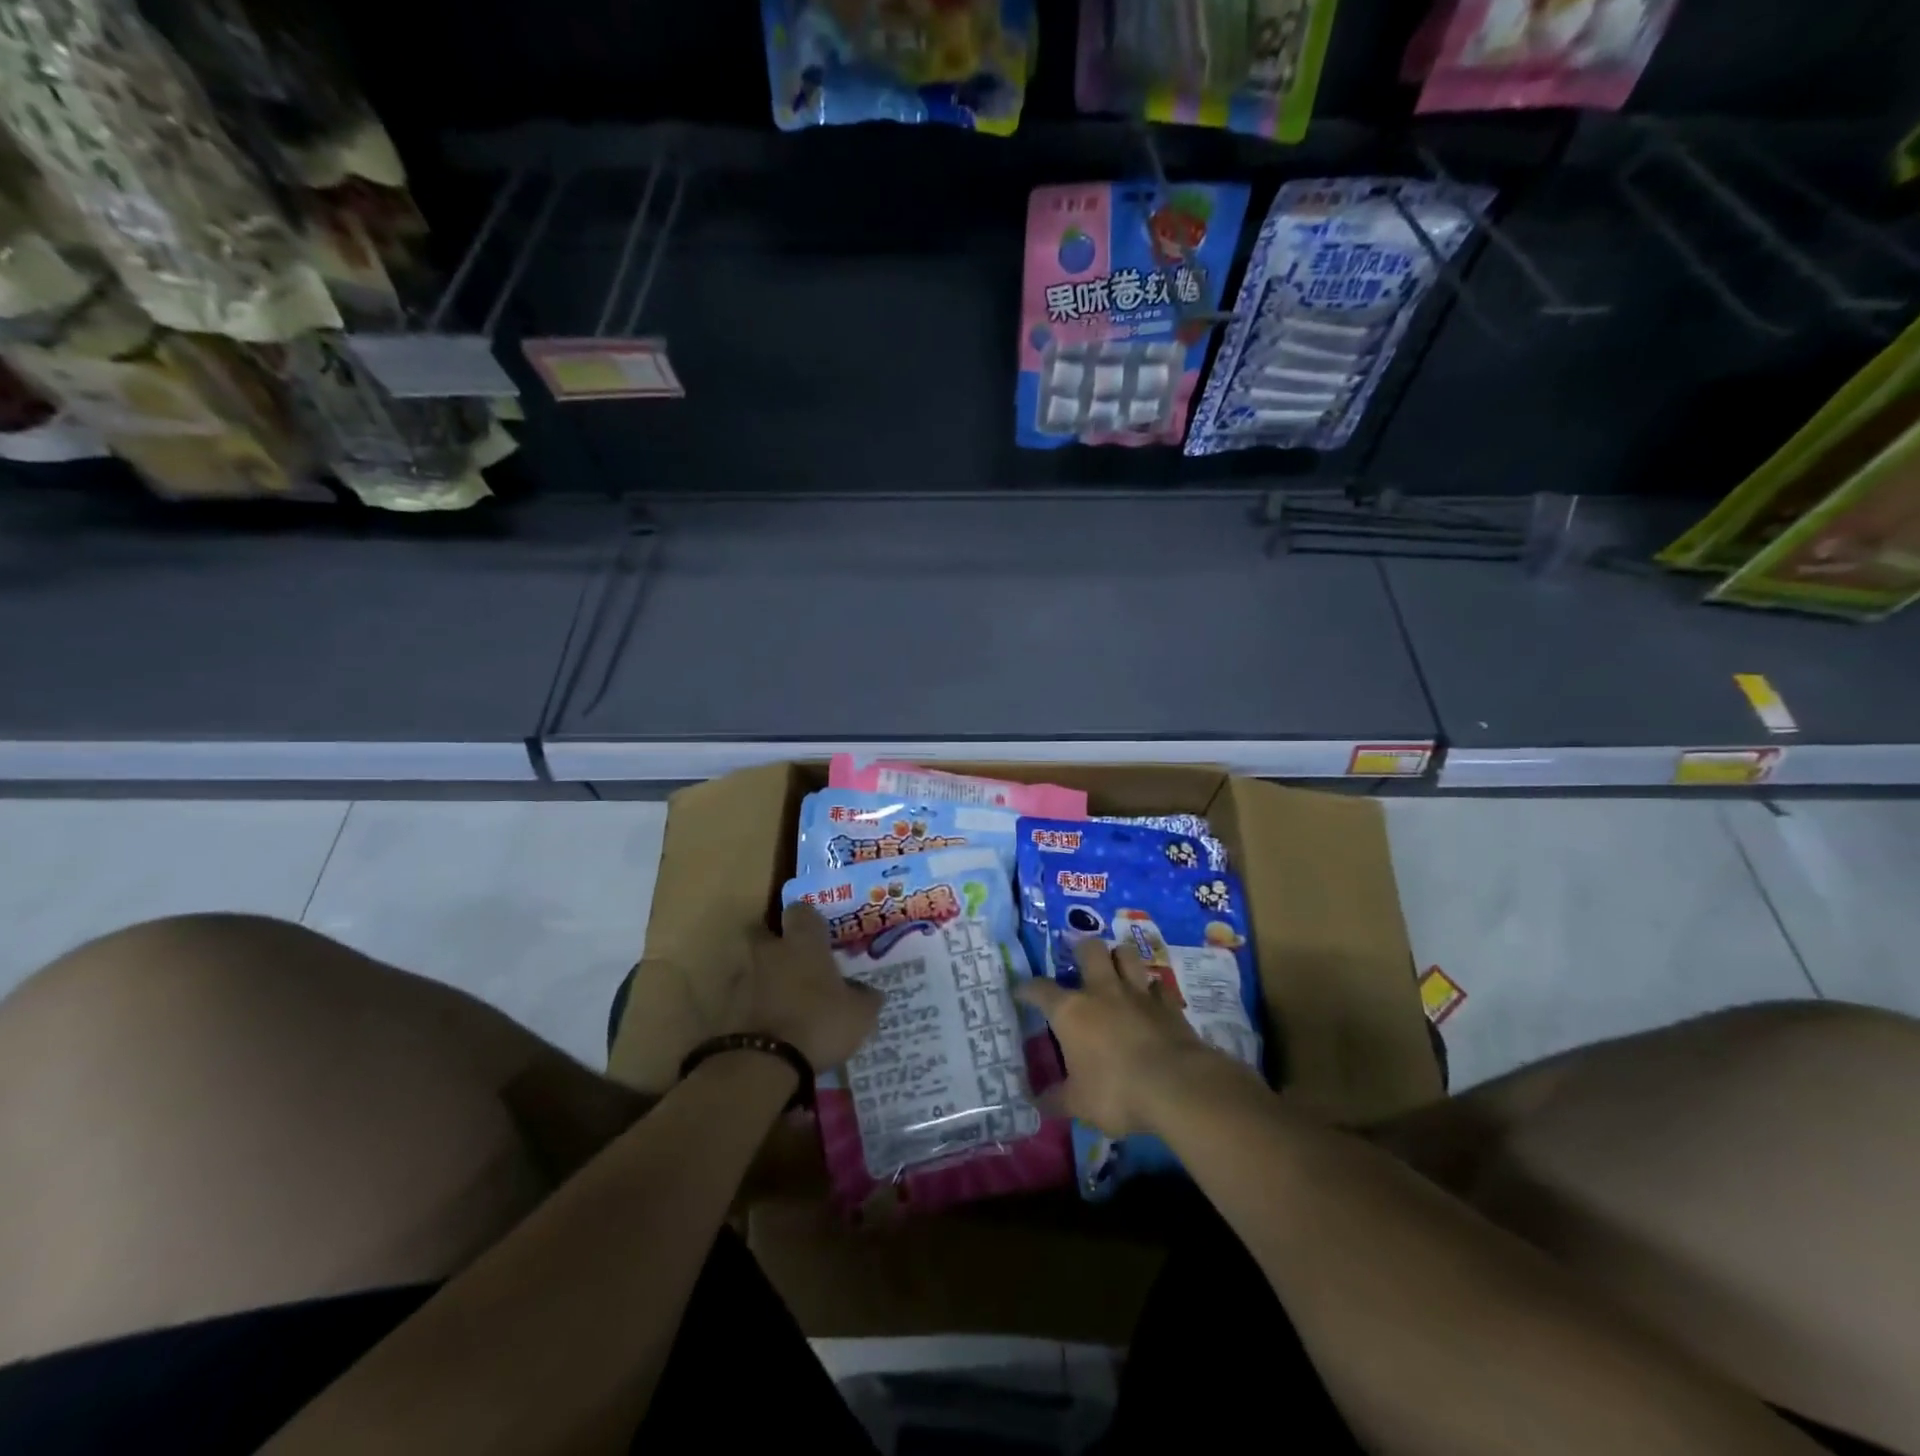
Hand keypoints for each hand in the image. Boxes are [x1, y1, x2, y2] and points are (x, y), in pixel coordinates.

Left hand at [720, 903, 881, 1071]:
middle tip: (794, 961)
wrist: (762, 1064)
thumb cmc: (819, 1024)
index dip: (809, 920)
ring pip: (750, 965)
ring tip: (781, 999)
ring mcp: (742, 978)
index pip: (801, 910)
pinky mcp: (725, 1008)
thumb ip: (865, 997)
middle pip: (764, 931)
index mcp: (803, 942)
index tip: (819, 933)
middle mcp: (769, 951)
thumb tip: (870, 992)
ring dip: (762, 976)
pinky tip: (767, 1025)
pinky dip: (751, 1006)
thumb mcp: (860, 1015)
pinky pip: (741, 998)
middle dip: (775, 942)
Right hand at [1017, 938, 1242, 1138]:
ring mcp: (1137, 993)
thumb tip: (1035, 1102)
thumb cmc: (1117, 1092)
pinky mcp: (1168, 1004)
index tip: (1022, 990)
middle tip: (1080, 965)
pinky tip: (1150, 1001)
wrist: (1177, 1086)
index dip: (1028, 988)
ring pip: (1126, 955)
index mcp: (1071, 1011)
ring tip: (1116, 970)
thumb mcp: (1079, 1105)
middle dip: (1082, 951)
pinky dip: (1152, 990)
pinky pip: (1157, 985)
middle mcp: (1102, 991)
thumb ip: (1056, 1100)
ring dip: (1119, 959)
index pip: (1041, 989)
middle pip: (1089, 950)